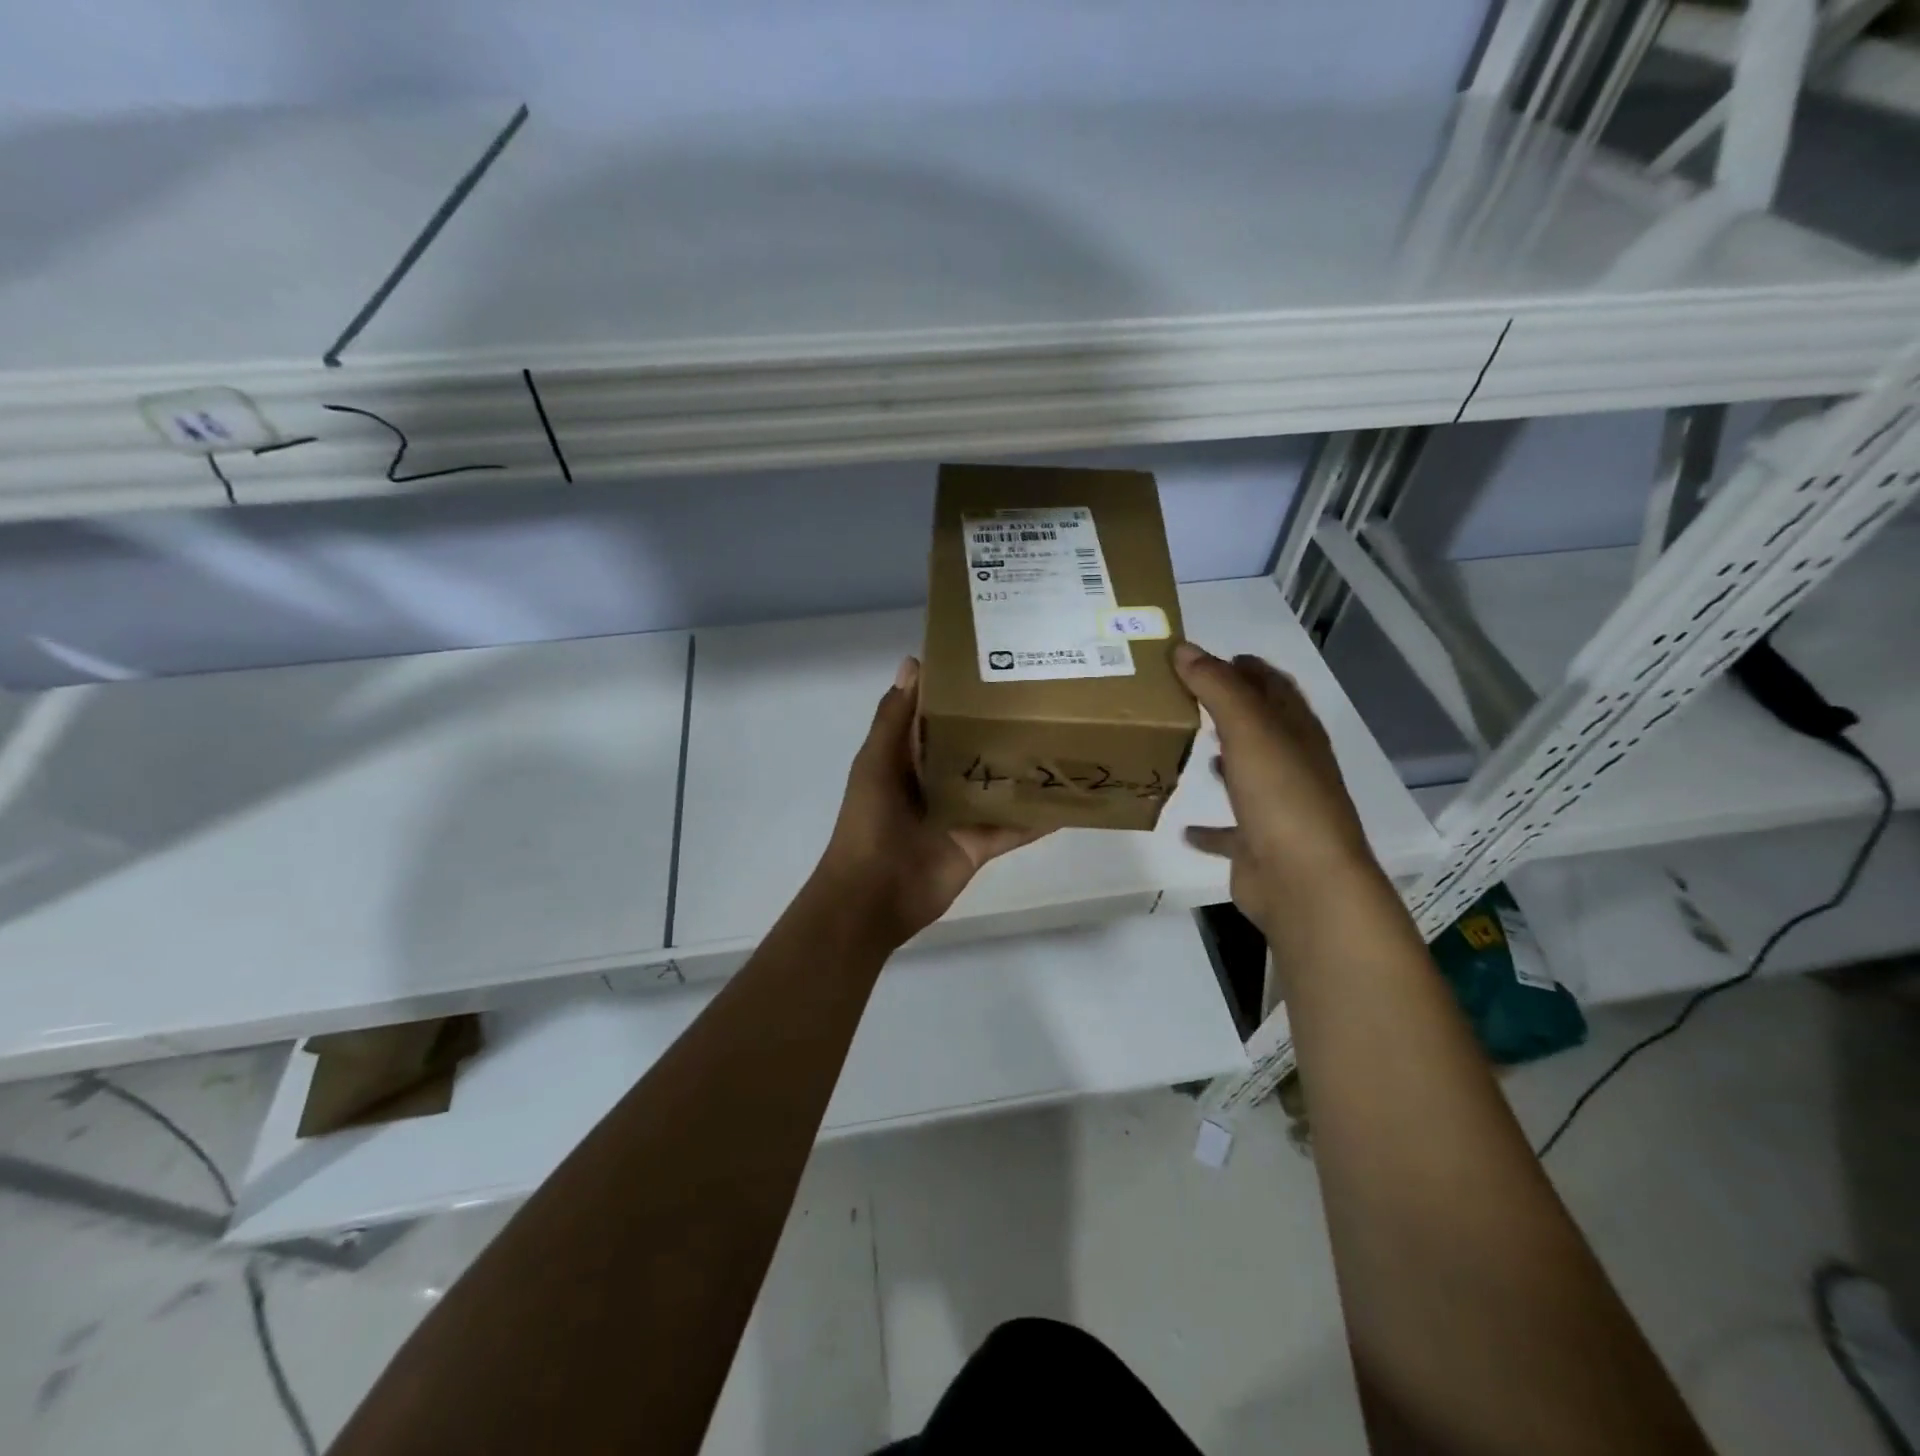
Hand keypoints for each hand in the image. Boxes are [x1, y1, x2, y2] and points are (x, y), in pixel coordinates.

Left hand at [816, 657, 1046, 944]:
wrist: (873, 896)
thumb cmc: (869, 823)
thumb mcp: (876, 763)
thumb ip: (895, 719)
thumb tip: (914, 662)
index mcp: (908, 758)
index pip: (938, 716)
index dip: (961, 692)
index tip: (997, 662)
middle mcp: (938, 781)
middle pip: (975, 748)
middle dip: (1002, 727)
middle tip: (1048, 697)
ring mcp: (961, 814)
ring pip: (999, 785)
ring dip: (1026, 769)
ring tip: (1067, 740)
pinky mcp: (980, 844)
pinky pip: (1015, 827)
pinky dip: (1040, 817)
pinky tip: (1071, 801)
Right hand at [1173, 641, 1377, 933]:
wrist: (1305, 883)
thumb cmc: (1282, 797)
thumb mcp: (1249, 730)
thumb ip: (1216, 687)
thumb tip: (1184, 648)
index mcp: (1297, 733)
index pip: (1273, 687)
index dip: (1245, 667)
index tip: (1207, 656)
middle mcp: (1292, 766)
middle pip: (1262, 727)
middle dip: (1231, 708)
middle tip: (1188, 693)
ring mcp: (1277, 808)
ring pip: (1248, 774)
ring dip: (1226, 758)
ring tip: (1189, 743)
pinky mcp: (1257, 846)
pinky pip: (1228, 832)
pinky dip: (1208, 828)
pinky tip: (1184, 829)